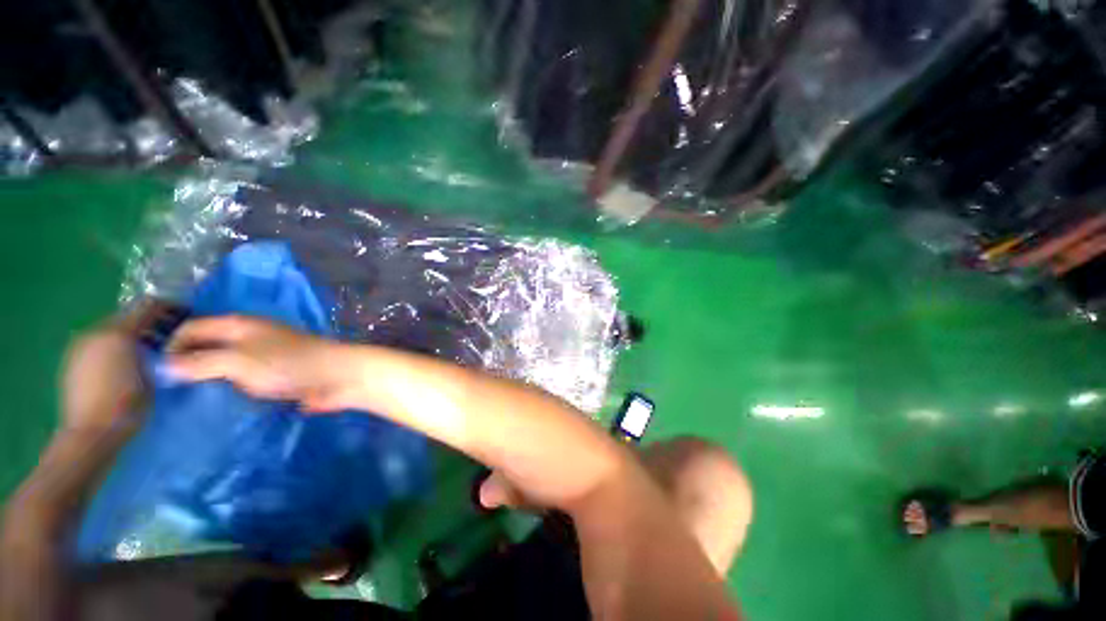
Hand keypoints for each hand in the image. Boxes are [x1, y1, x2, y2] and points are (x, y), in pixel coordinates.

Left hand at [60, 302, 167, 433]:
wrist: (90, 434)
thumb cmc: (128, 406)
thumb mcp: (154, 374)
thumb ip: (159, 350)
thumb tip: (169, 339)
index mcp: (119, 333)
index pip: (149, 306)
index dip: (170, 308)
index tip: (186, 316)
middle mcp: (96, 331)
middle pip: (128, 315)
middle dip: (150, 322)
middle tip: (169, 336)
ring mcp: (81, 345)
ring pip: (112, 328)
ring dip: (132, 334)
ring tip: (147, 351)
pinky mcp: (73, 358)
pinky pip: (99, 342)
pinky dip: (115, 346)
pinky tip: (125, 363)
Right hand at [166, 316, 355, 411]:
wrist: (336, 377)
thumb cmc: (287, 363)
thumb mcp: (237, 360)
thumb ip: (200, 362)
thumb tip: (163, 367)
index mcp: (238, 325)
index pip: (192, 327)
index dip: (170, 345)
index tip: (150, 373)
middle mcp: (248, 337)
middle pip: (206, 346)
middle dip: (184, 364)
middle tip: (158, 392)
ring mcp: (262, 357)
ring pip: (223, 365)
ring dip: (204, 380)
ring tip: (177, 403)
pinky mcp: (274, 377)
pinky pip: (240, 381)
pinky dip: (225, 390)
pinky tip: (209, 407)